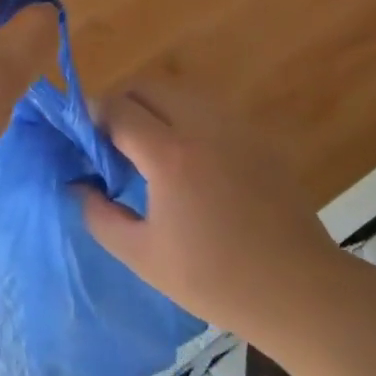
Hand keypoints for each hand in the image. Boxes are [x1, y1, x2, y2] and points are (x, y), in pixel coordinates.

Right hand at [80, 76, 343, 338]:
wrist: (297, 288)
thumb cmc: (214, 279)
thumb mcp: (143, 257)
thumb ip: (100, 215)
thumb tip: (78, 185)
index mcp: (170, 155)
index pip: (118, 109)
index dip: (91, 117)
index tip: (81, 138)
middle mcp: (202, 126)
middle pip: (148, 86)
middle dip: (120, 103)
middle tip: (110, 141)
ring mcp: (235, 127)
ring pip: (180, 92)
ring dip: (154, 107)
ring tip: (147, 149)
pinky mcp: (257, 137)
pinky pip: (209, 110)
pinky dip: (185, 119)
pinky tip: (188, 160)